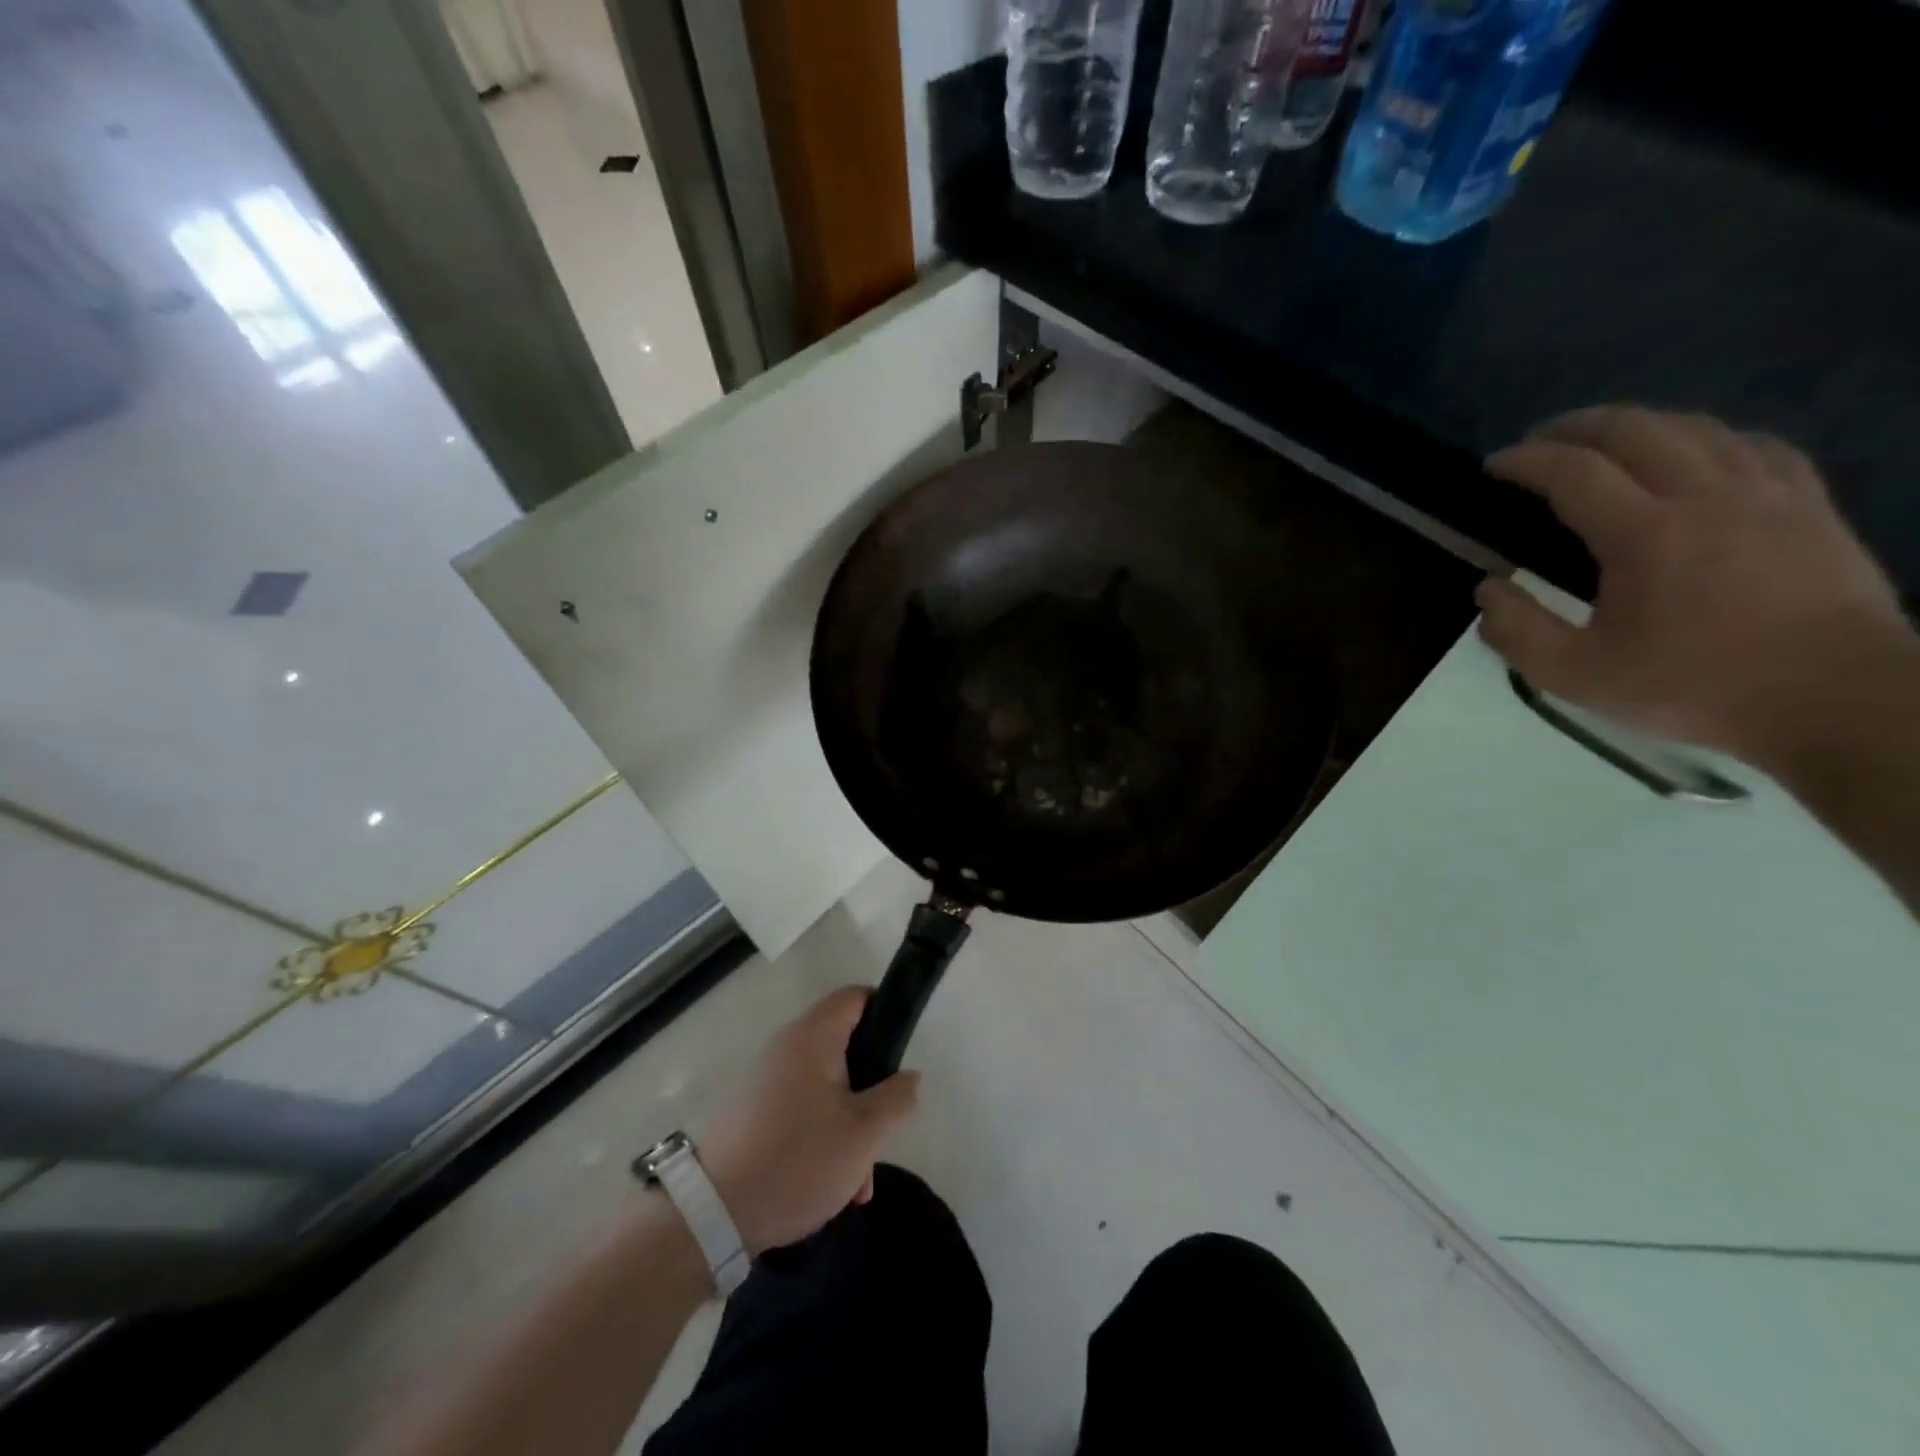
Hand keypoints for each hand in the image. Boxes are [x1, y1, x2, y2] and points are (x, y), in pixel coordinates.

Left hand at [699, 987, 919, 1255]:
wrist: (710, 1214)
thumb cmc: (796, 1160)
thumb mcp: (864, 1134)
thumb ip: (897, 1098)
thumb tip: (908, 1077)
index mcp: (813, 1037)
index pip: (856, 997)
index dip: (885, 1013)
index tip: (900, 1054)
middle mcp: (786, 1047)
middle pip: (843, 1049)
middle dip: (869, 1092)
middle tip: (881, 1133)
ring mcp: (764, 1081)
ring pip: (825, 1089)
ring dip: (848, 1126)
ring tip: (856, 1183)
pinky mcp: (750, 1114)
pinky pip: (800, 1112)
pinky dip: (820, 1138)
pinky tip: (828, 1188)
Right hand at [1477, 405, 1912, 771]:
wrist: (1834, 700)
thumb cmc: (1692, 688)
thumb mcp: (1574, 676)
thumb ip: (1516, 630)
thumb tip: (1488, 588)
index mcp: (1646, 534)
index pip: (1573, 472)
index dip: (1525, 460)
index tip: (1493, 465)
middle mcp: (1707, 494)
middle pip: (1635, 428)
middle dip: (1575, 427)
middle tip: (1539, 443)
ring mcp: (1767, 492)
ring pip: (1695, 427)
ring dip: (1637, 425)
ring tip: (1603, 444)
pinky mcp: (1809, 502)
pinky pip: (1752, 445)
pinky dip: (1705, 438)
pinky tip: (1692, 455)